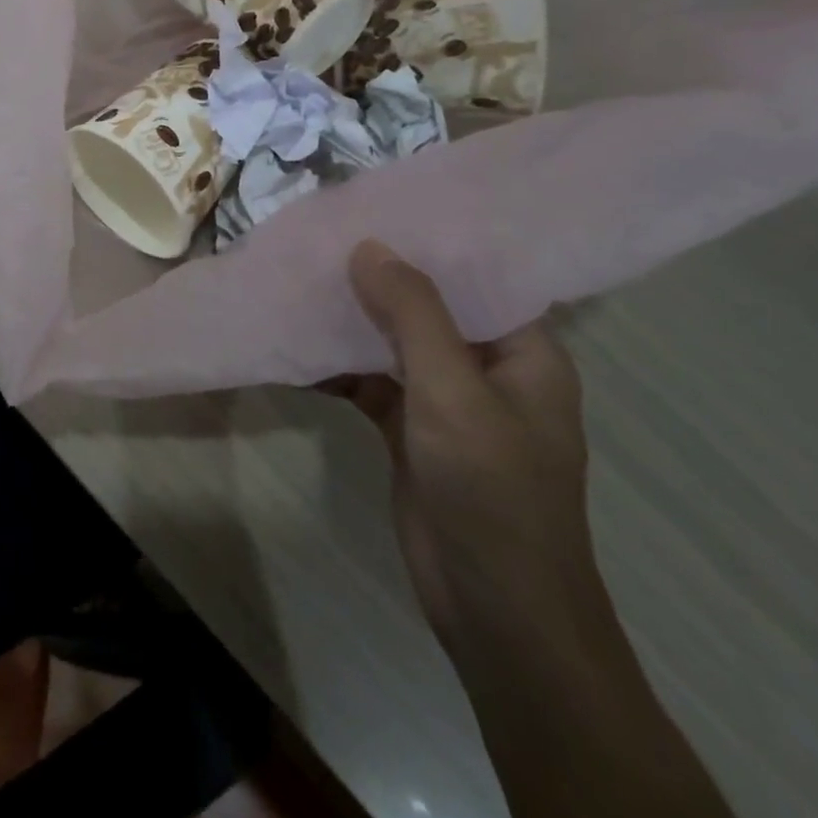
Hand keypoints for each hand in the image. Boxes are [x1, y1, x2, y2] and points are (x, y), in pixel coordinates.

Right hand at [327, 241, 606, 655]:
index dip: (430, 242)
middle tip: (321, 236)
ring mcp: (446, 401)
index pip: (478, 277)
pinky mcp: (410, 430)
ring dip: (350, 320)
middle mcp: (487, 367)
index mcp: (523, 351)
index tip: (375, 206)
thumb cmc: (492, 491)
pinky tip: (294, 345)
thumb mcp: (453, 392)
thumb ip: (412, 314)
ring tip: (299, 278)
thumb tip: (368, 246)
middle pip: (428, 307)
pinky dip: (336, 365)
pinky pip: (370, 381)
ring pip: (392, 343)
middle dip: (377, 277)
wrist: (495, 611)